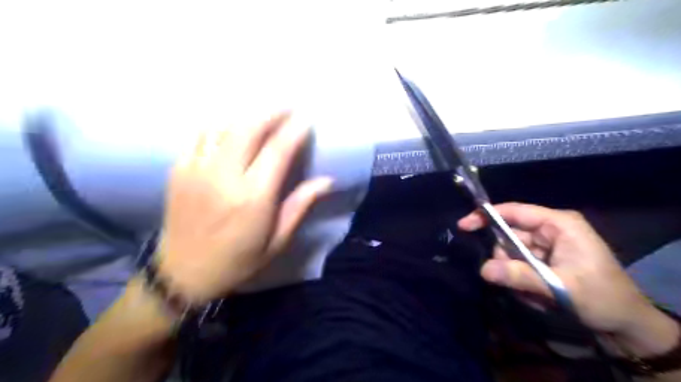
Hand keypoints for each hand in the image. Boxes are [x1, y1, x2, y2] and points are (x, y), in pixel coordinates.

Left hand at [155, 110, 334, 304]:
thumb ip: (300, 205)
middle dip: (271, 112)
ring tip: (263, 113)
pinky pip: (200, 134)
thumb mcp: (277, 240)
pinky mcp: (179, 169)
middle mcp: (224, 176)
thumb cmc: (238, 260)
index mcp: (252, 197)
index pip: (278, 151)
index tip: (306, 118)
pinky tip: (232, 125)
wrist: (184, 273)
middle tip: (287, 106)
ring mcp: (197, 169)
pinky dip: (221, 123)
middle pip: (248, 128)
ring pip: (223, 125)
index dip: (294, 130)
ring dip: (247, 114)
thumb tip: (327, 180)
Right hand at [456, 205, 675, 356]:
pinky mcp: (544, 260)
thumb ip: (520, 276)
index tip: (463, 225)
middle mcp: (550, 230)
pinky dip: (521, 281)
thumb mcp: (560, 287)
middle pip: (510, 236)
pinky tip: (536, 296)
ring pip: (512, 253)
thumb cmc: (602, 298)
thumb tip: (483, 269)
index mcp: (558, 224)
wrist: (626, 324)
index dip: (487, 215)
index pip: (515, 212)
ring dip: (514, 275)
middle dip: (505, 259)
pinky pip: (519, 265)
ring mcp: (547, 246)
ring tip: (532, 295)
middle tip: (508, 281)